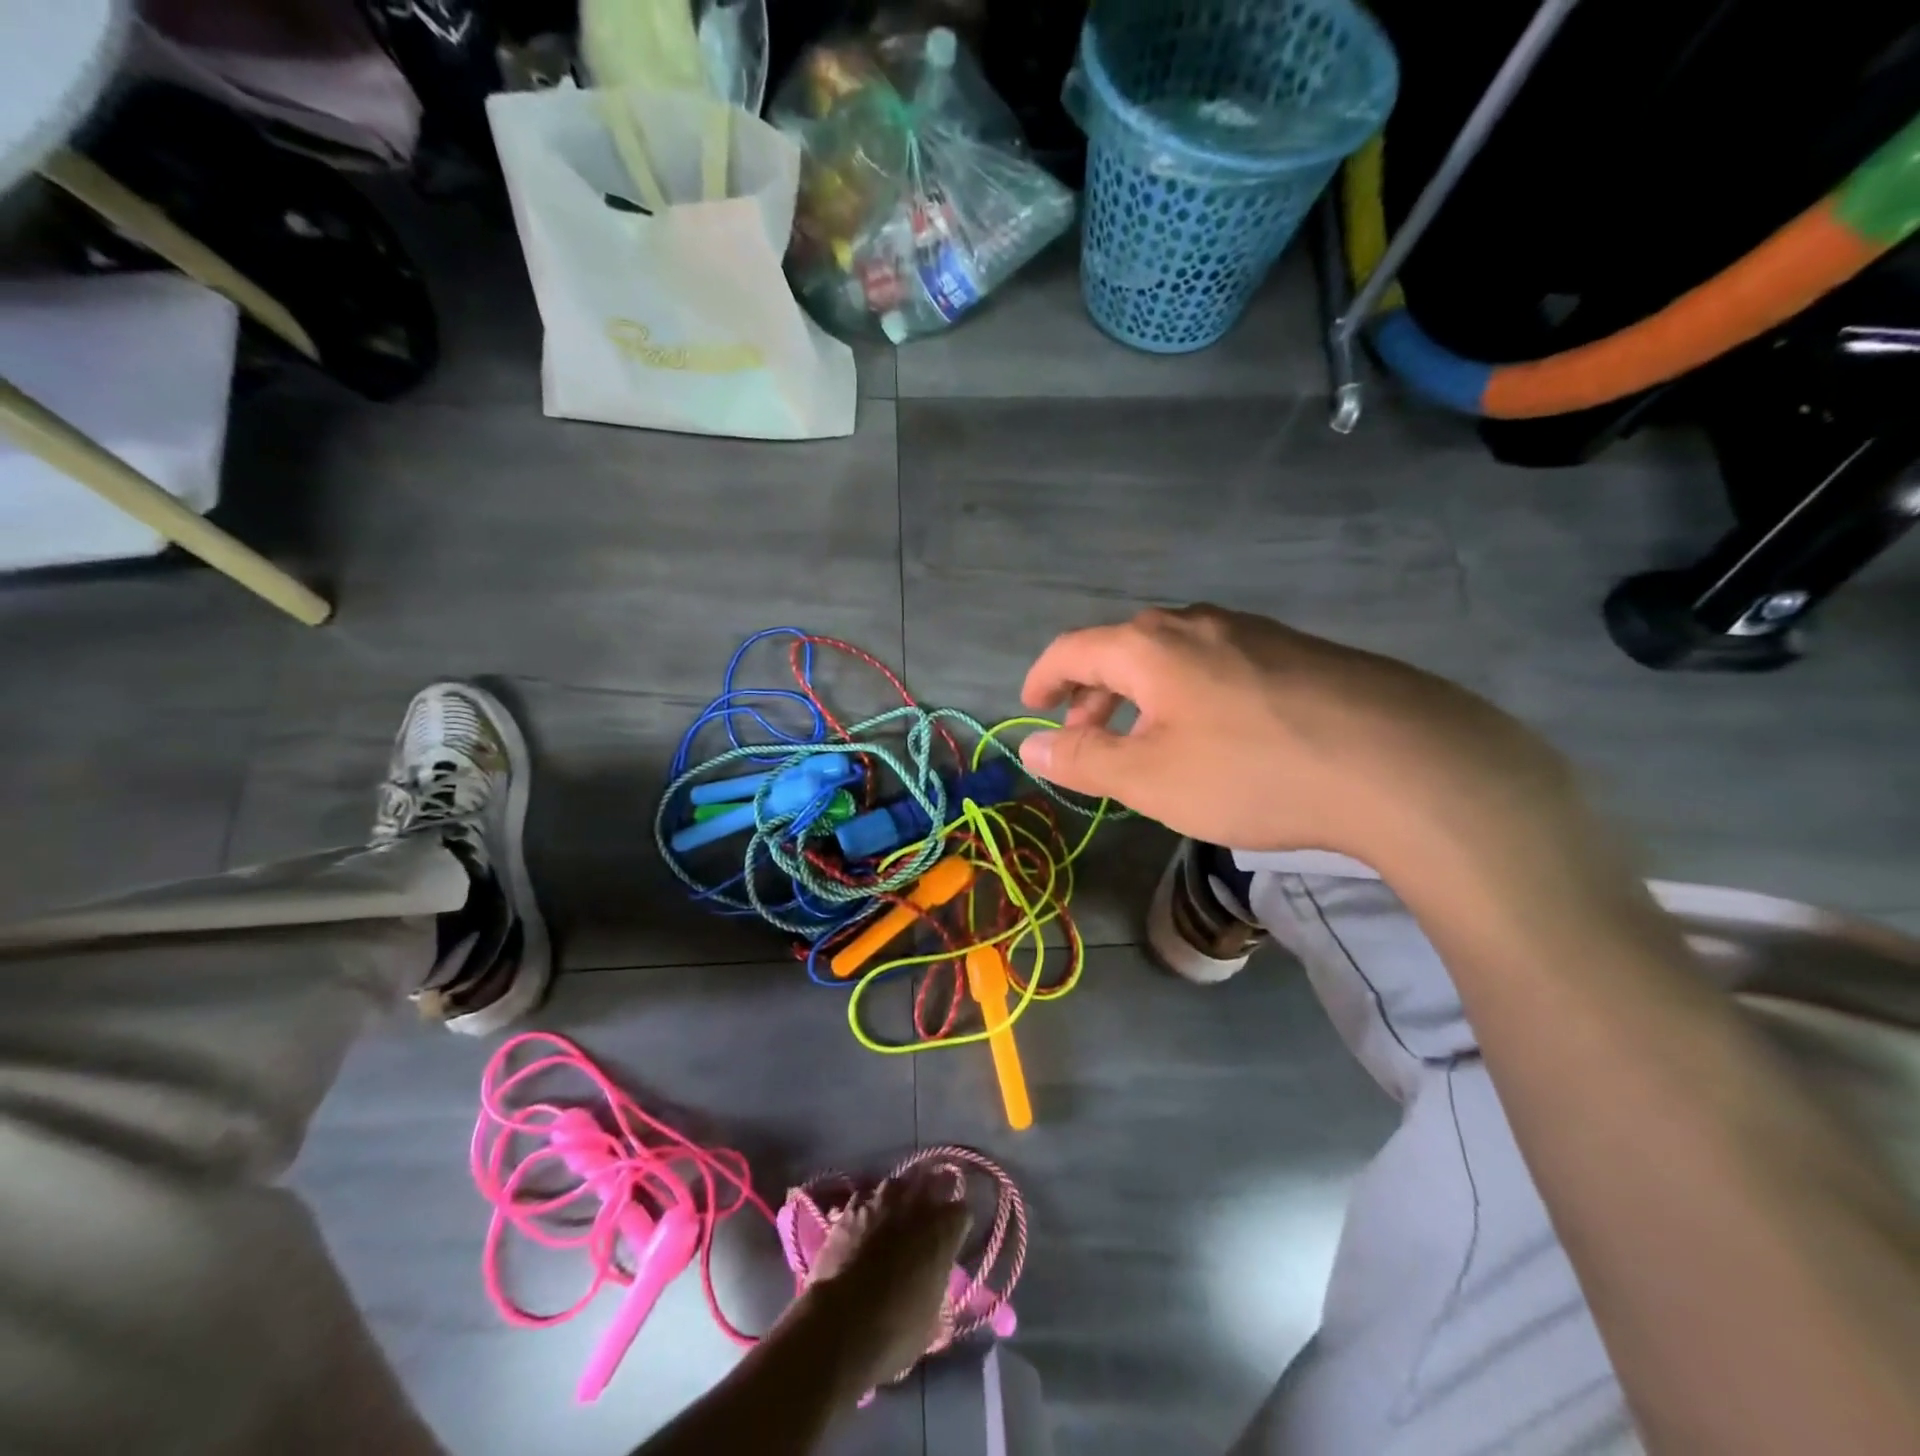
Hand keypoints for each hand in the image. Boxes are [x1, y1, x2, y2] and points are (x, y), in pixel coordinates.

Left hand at [791, 1171, 969, 1393]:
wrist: (842, 1326)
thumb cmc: (896, 1331)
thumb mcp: (931, 1319)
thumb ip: (937, 1286)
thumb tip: (934, 1281)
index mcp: (943, 1230)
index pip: (962, 1211)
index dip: (957, 1224)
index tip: (954, 1236)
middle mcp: (916, 1204)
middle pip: (933, 1182)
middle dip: (934, 1193)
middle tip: (929, 1214)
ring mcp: (881, 1201)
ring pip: (898, 1183)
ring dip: (900, 1195)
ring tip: (896, 1211)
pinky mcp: (851, 1208)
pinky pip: (865, 1196)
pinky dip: (867, 1206)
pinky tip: (864, 1221)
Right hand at [1019, 605, 1584, 874]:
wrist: (1403, 762)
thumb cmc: (1253, 772)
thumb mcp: (1152, 778)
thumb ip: (1084, 760)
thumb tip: (1029, 745)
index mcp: (1151, 646)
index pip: (1074, 648)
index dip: (1044, 676)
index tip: (1031, 705)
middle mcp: (1198, 624)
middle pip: (1124, 648)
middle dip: (1093, 692)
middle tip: (1085, 735)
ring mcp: (1254, 633)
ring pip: (1174, 656)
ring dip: (1143, 694)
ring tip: (1146, 738)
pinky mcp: (1298, 653)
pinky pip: (1219, 664)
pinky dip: (1190, 694)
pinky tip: (1215, 733)